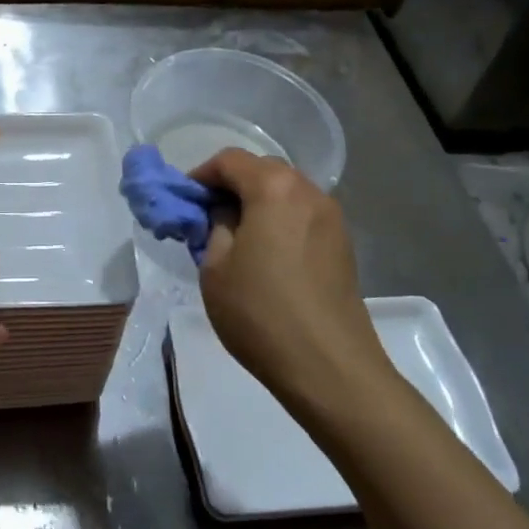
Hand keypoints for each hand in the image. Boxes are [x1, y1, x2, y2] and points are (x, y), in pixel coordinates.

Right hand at [190, 150, 393, 410]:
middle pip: (262, 171)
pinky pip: (302, 216)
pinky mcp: (343, 245)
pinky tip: (266, 255)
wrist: (330, 368)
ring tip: (235, 238)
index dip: (201, 176)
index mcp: (274, 188)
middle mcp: (308, 191)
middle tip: (206, 217)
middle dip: (231, 186)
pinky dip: (279, 221)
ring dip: (257, 204)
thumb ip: (214, 227)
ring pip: (285, 193)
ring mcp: (332, 218)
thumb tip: (223, 215)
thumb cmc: (261, 312)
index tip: (184, 202)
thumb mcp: (215, 268)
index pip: (230, 160)